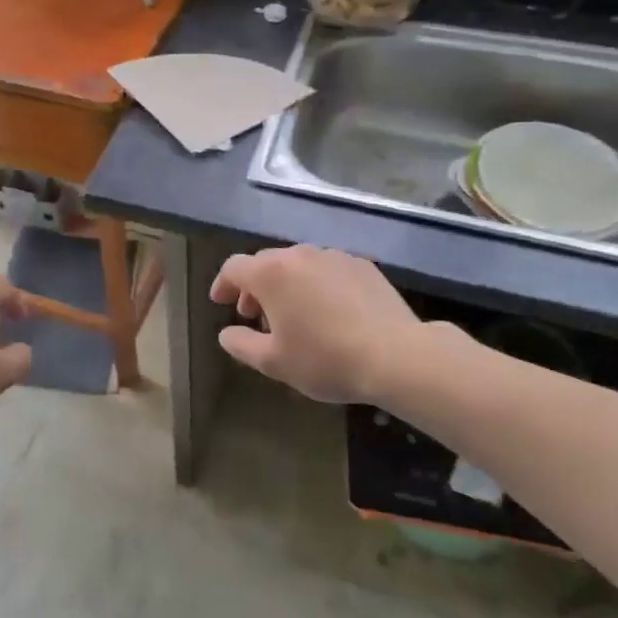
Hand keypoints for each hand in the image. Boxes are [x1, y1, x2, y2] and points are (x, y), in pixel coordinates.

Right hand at [209, 246, 443, 408]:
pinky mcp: (362, 265)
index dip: (223, 284)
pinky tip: (329, 312)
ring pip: (298, 264)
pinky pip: (328, 270)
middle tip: (255, 315)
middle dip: (254, 287)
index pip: (234, 267)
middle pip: (266, 262)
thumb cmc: (325, 359)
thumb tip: (226, 333)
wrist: (396, 355)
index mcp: (271, 273)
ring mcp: (334, 256)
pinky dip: (317, 285)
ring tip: (293, 316)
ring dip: (287, 285)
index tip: (221, 302)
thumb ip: (242, 344)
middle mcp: (299, 254)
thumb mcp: (274, 362)